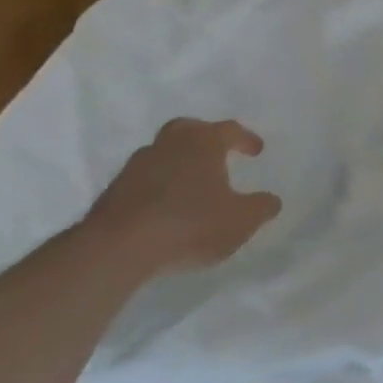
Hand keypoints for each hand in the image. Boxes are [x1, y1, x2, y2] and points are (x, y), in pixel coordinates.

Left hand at [83, 118, 280, 277]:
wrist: (115, 252)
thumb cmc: (189, 224)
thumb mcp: (241, 220)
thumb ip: (261, 207)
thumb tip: (271, 201)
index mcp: (203, 143)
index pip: (229, 130)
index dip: (246, 139)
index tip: (256, 151)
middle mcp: (168, 146)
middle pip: (186, 130)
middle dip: (202, 138)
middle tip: (215, 153)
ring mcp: (134, 169)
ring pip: (161, 155)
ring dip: (176, 164)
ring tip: (190, 186)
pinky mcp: (110, 195)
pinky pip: (142, 181)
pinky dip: (156, 188)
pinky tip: (164, 209)